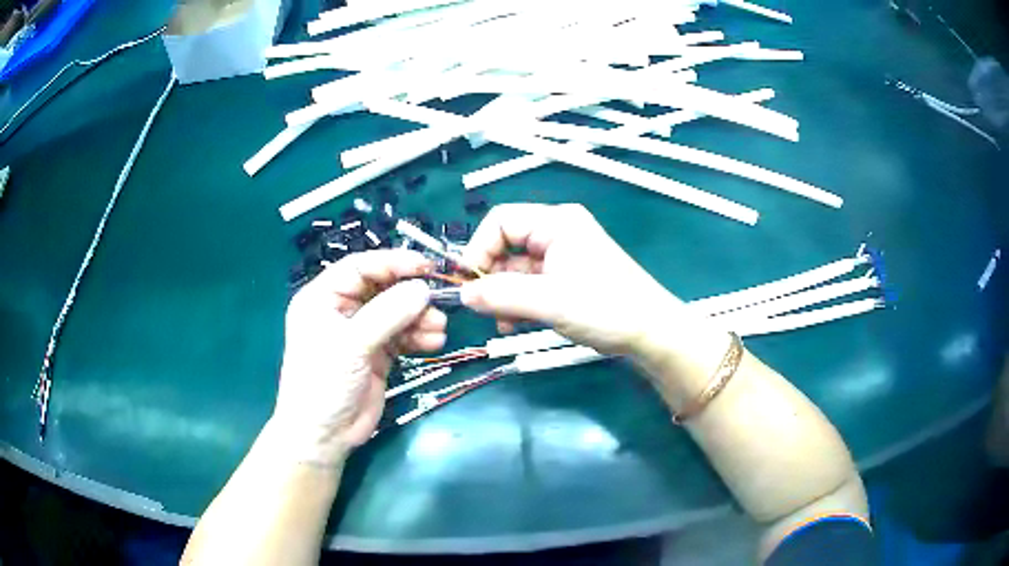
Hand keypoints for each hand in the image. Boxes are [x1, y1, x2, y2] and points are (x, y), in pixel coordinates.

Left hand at [271, 250, 446, 465]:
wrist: (324, 435)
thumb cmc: (324, 383)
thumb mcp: (351, 344)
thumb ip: (387, 314)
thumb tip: (423, 289)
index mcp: (322, 298)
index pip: (359, 267)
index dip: (392, 262)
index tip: (425, 265)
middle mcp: (342, 310)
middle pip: (382, 288)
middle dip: (410, 294)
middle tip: (439, 301)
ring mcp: (361, 333)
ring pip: (396, 312)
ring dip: (419, 317)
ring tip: (439, 329)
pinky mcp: (377, 354)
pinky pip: (402, 336)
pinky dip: (419, 336)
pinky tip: (434, 342)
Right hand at [459, 203, 683, 354]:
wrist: (650, 333)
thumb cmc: (605, 308)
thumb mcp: (549, 301)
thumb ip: (501, 295)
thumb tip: (462, 294)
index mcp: (556, 223)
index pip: (501, 221)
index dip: (478, 249)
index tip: (467, 283)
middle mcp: (557, 233)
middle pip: (507, 246)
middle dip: (492, 277)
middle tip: (483, 307)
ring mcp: (563, 257)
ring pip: (517, 269)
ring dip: (504, 295)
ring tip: (503, 321)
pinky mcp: (567, 279)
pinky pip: (531, 284)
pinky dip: (519, 302)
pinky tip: (516, 324)